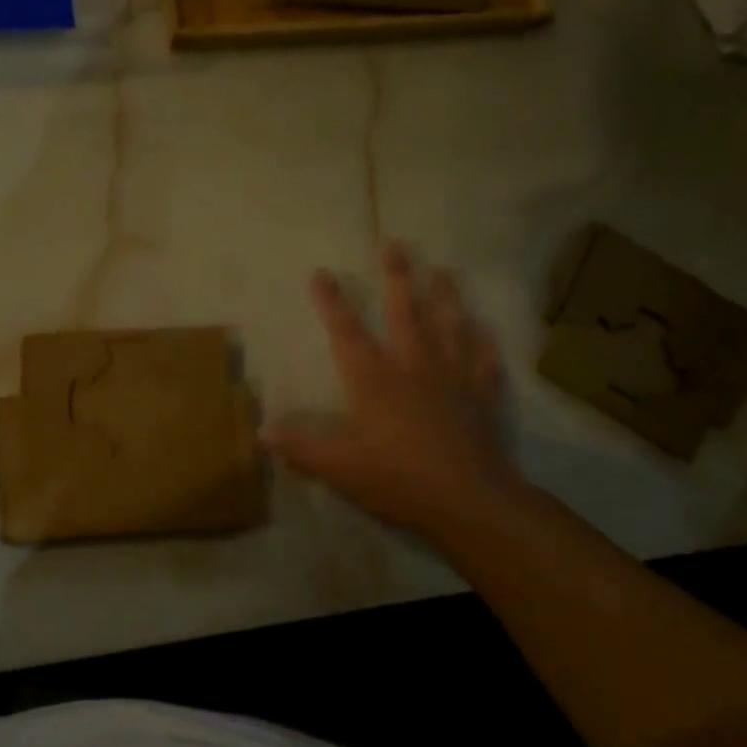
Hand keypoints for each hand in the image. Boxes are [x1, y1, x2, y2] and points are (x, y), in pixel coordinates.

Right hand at [266, 244, 520, 543]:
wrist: (469, 502)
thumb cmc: (399, 480)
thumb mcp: (339, 469)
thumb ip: (301, 447)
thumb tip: (262, 430)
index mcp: (374, 381)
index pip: (347, 333)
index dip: (332, 302)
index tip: (321, 272)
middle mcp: (414, 368)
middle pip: (405, 313)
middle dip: (398, 277)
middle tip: (396, 244)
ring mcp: (452, 379)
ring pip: (449, 326)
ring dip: (446, 296)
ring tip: (444, 269)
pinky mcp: (481, 397)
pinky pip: (483, 360)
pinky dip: (483, 342)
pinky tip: (484, 327)